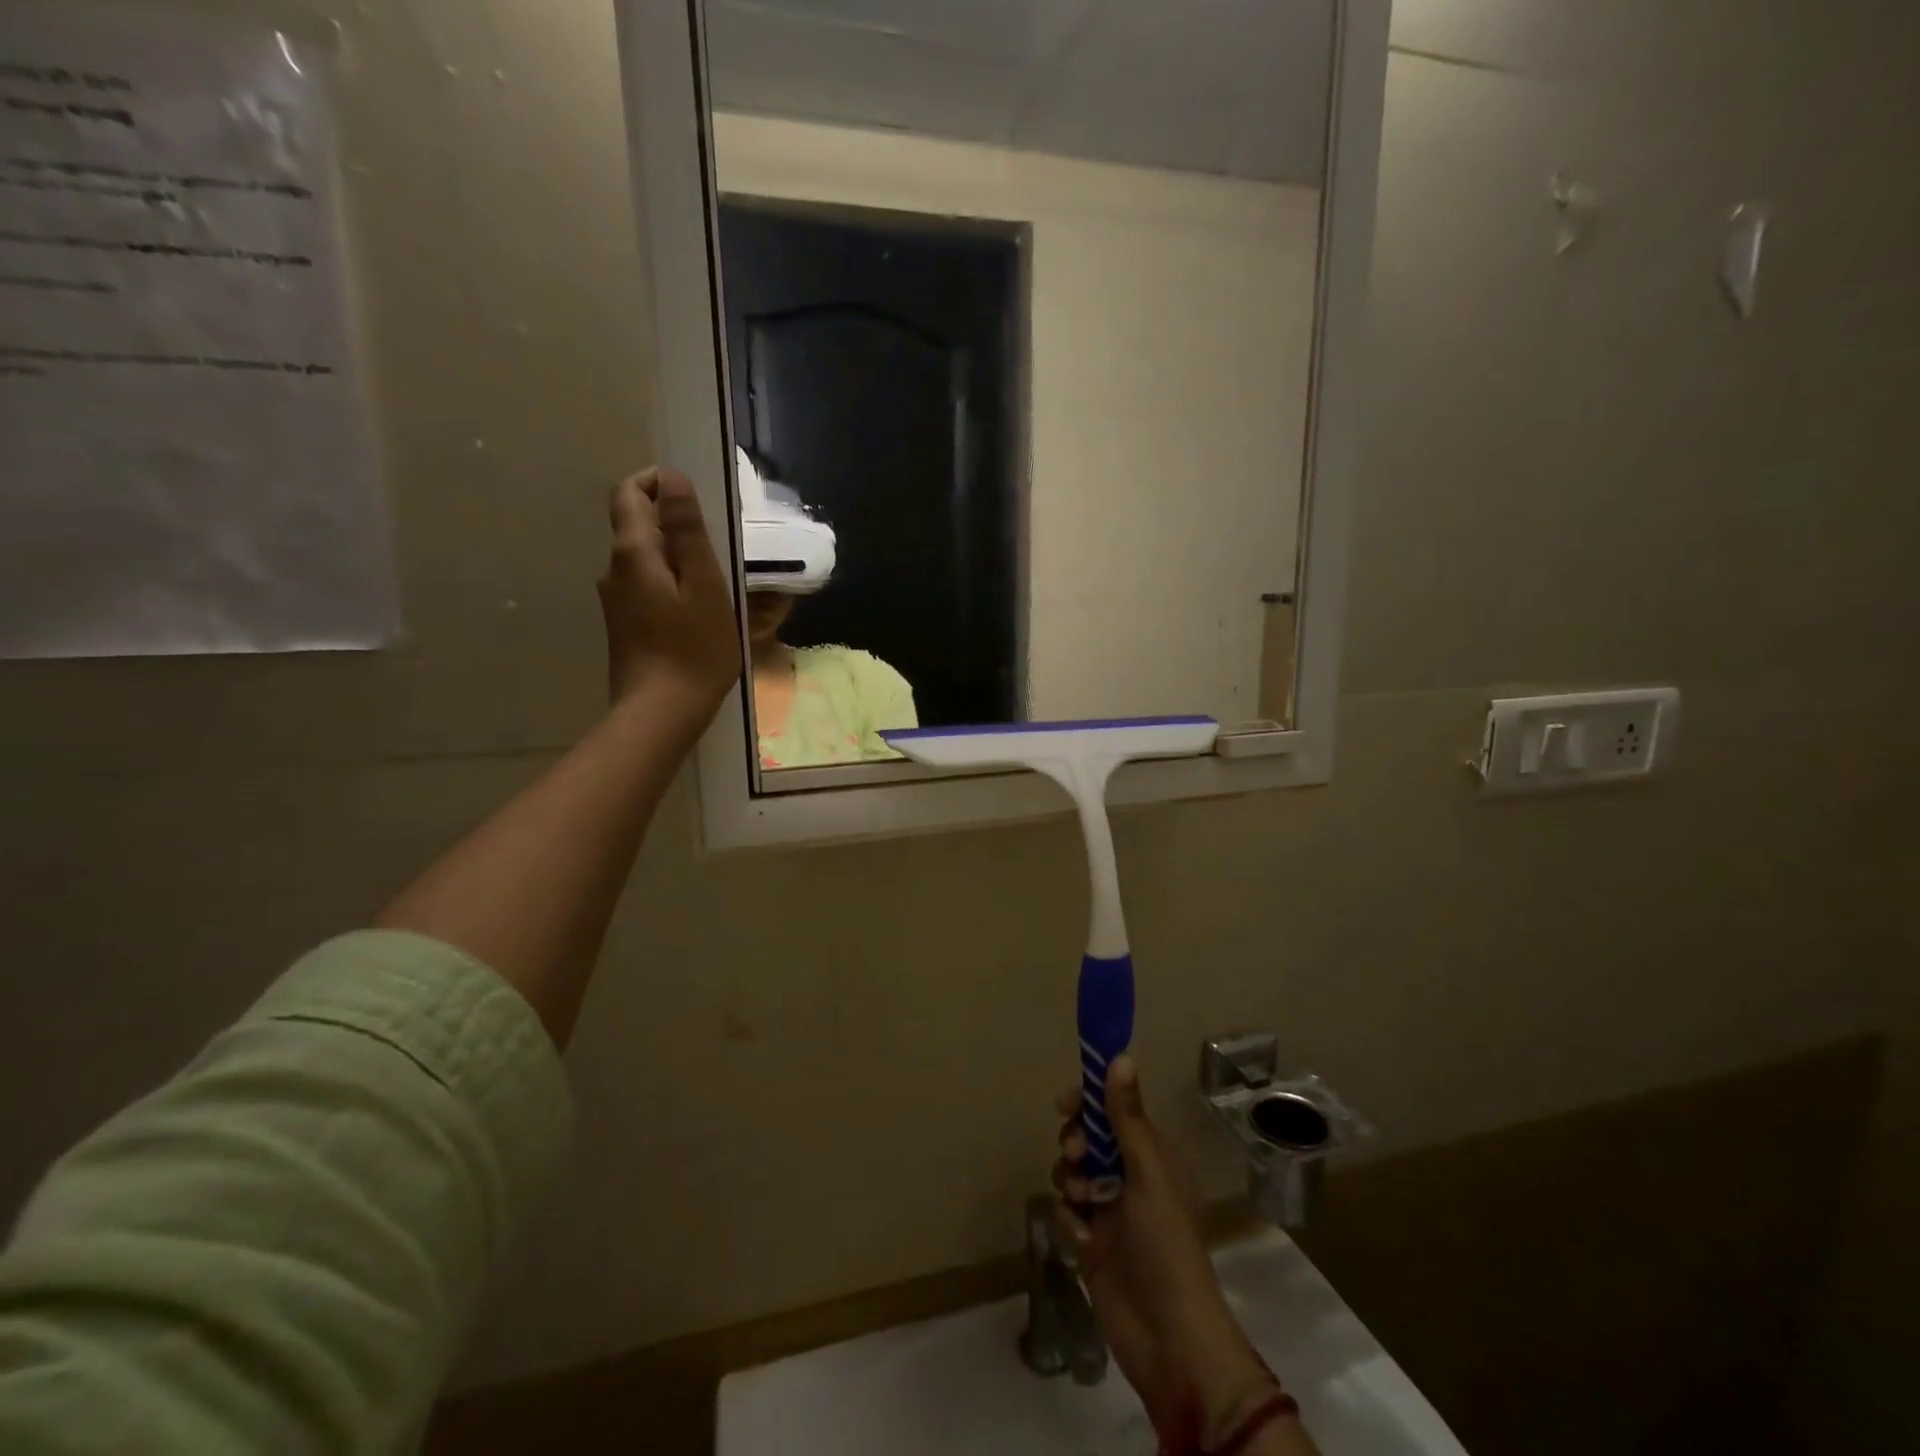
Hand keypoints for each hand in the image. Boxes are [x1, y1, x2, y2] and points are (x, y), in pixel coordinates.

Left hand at [599, 466, 739, 720]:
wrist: (662, 712)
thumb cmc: (694, 648)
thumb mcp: (703, 585)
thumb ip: (686, 530)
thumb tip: (672, 478)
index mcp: (633, 552)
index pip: (629, 493)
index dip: (656, 483)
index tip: (692, 498)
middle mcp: (614, 570)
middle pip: (635, 526)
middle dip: (672, 524)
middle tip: (716, 547)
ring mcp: (615, 601)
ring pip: (643, 560)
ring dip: (673, 558)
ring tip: (712, 583)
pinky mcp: (623, 625)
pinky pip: (645, 587)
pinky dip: (668, 584)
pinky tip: (695, 611)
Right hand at [1054, 1058, 1282, 1449]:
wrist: (1169, 1341)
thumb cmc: (1165, 1245)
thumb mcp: (1148, 1173)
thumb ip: (1127, 1117)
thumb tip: (1120, 1056)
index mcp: (1151, 1158)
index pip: (1114, 1112)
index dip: (1089, 1104)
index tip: (1065, 1106)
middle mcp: (1130, 1180)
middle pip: (1088, 1141)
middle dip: (1076, 1145)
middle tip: (1078, 1158)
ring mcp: (1110, 1214)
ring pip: (1073, 1175)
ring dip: (1071, 1183)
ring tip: (1084, 1206)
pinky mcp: (1092, 1246)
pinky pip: (1066, 1214)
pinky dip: (1070, 1222)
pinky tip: (1083, 1241)